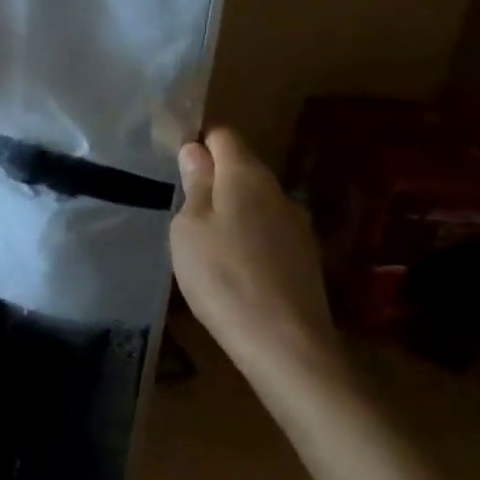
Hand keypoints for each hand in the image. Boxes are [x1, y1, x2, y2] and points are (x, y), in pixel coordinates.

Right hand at [169, 128, 340, 376]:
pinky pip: (268, 231)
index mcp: (247, 176)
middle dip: (213, 177)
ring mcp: (297, 225)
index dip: (198, 142)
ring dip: (231, 209)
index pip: (223, 135)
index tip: (175, 164)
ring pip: (255, 201)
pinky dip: (248, 236)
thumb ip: (195, 185)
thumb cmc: (222, 275)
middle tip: (182, 206)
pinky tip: (232, 265)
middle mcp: (278, 191)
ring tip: (204, 240)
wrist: (285, 343)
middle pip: (242, 168)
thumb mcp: (189, 227)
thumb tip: (196, 151)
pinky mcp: (305, 258)